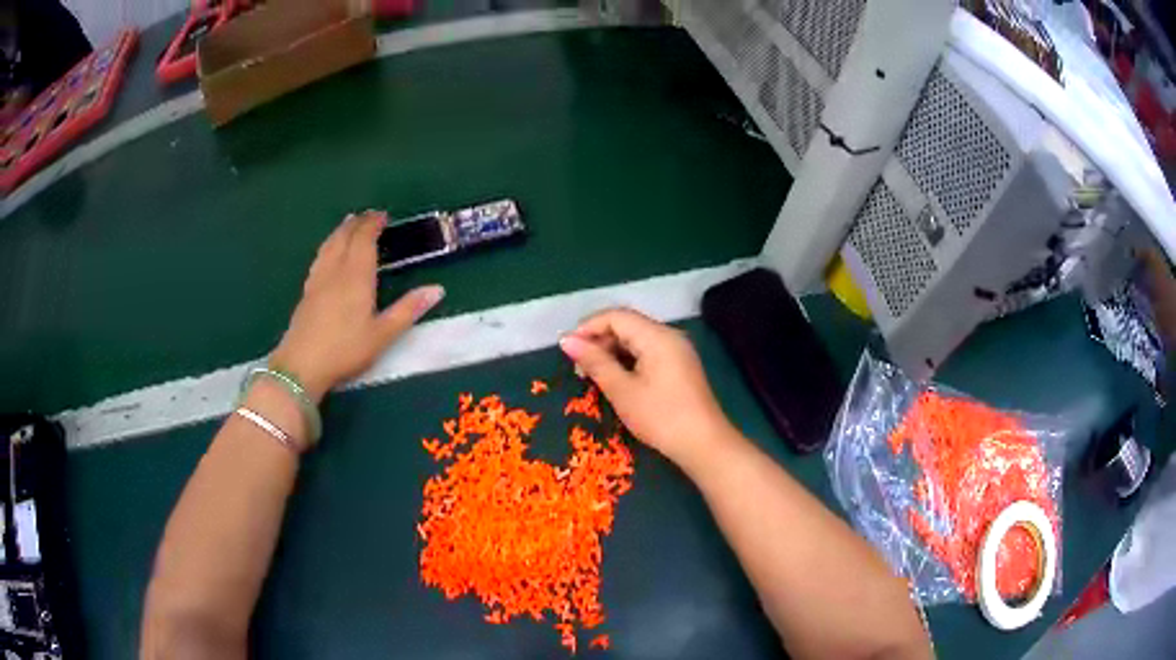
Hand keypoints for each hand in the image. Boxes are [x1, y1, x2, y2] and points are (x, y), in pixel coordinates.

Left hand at [270, 211, 444, 401]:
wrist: (302, 365)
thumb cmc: (346, 350)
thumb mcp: (383, 335)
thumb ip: (408, 310)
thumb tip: (437, 289)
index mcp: (356, 276)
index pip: (364, 239)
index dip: (373, 224)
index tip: (383, 215)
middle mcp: (336, 270)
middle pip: (345, 237)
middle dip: (357, 223)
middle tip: (369, 216)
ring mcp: (318, 279)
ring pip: (329, 244)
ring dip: (341, 230)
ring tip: (348, 224)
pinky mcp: (307, 291)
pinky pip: (320, 257)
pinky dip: (328, 245)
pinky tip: (328, 252)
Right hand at [559, 308, 738, 469]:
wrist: (703, 444)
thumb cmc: (661, 417)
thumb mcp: (622, 391)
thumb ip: (595, 362)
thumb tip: (567, 341)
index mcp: (657, 336)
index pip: (616, 316)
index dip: (588, 328)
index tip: (566, 349)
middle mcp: (669, 336)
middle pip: (627, 325)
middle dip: (599, 340)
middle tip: (578, 367)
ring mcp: (677, 350)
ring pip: (637, 339)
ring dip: (612, 351)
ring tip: (592, 375)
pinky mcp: (679, 366)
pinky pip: (648, 352)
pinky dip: (628, 360)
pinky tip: (616, 379)